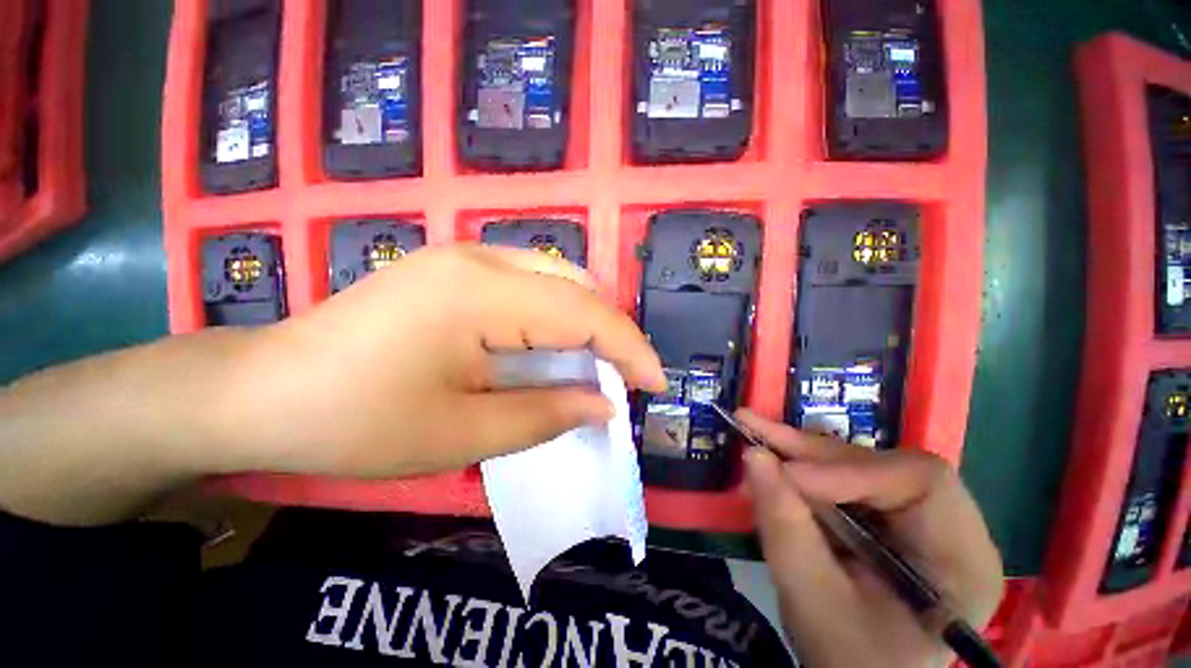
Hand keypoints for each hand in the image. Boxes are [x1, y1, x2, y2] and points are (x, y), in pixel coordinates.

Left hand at [218, 245, 665, 477]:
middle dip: (610, 332)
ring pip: (556, 278)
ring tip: (593, 366)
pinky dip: (555, 315)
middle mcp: (480, 259)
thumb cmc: (355, 423)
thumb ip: (547, 415)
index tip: (656, 382)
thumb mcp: (463, 434)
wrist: (263, 391)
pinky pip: (529, 283)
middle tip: (621, 378)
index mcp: (481, 294)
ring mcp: (464, 257)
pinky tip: (550, 347)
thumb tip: (603, 405)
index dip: (629, 348)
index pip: (584, 312)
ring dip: (585, 322)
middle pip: (576, 284)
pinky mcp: (454, 269)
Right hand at [739, 410, 1002, 667]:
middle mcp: (953, 529)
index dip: (849, 470)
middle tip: (754, 429)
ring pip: (862, 464)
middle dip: (814, 452)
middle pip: (886, 465)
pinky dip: (806, 467)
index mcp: (963, 562)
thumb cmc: (849, 658)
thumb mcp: (812, 602)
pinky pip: (848, 477)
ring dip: (804, 453)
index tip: (787, 476)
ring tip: (756, 434)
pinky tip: (777, 458)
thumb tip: (753, 455)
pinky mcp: (891, 516)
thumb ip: (785, 528)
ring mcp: (922, 520)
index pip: (921, 483)